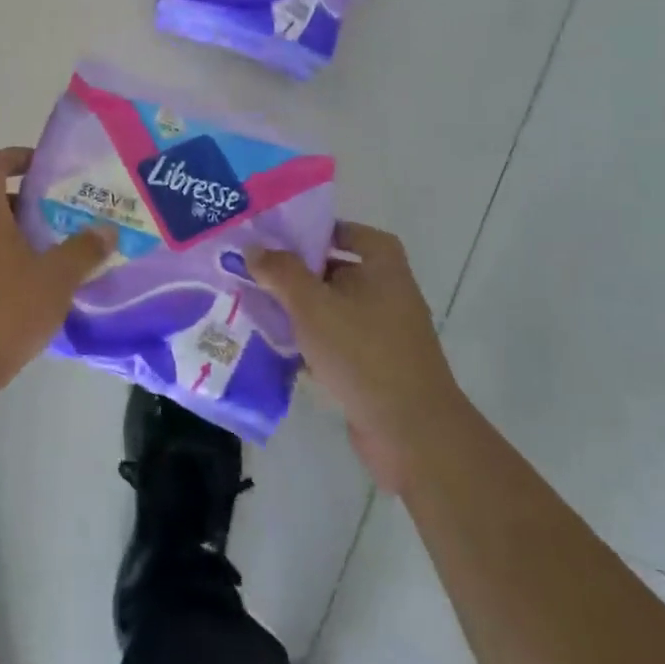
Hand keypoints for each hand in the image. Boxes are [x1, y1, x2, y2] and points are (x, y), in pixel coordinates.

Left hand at [0, 148, 113, 400]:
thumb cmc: (3, 313)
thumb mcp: (55, 281)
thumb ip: (83, 251)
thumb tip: (106, 230)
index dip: (13, 156)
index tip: (40, 167)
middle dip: (22, 207)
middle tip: (56, 222)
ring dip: (9, 240)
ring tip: (45, 263)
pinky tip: (20, 298)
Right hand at [251, 223, 461, 493]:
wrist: (410, 433)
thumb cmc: (363, 353)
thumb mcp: (313, 305)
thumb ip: (281, 272)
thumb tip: (254, 249)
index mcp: (384, 269)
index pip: (355, 234)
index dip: (323, 231)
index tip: (286, 238)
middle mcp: (389, 295)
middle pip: (340, 271)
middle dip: (300, 272)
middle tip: (259, 271)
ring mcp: (384, 335)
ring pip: (334, 311)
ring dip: (301, 311)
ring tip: (258, 307)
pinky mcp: (375, 369)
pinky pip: (337, 344)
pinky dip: (311, 344)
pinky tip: (277, 349)